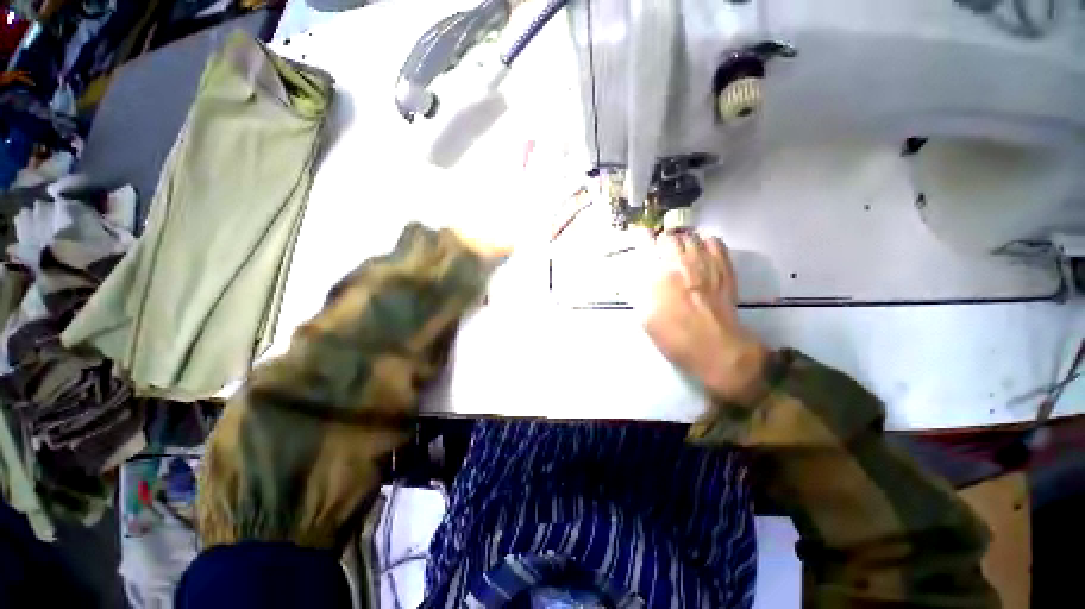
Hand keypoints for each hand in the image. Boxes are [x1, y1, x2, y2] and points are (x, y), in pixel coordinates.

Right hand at [642, 232, 768, 404]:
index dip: (641, 239)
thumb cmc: (674, 336)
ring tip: (681, 254)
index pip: (646, 243)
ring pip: (691, 236)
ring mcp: (705, 262)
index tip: (640, 241)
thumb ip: (639, 291)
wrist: (715, 347)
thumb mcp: (644, 316)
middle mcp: (680, 262)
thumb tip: (638, 277)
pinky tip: (701, 254)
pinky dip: (705, 242)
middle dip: (662, 244)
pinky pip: (714, 241)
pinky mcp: (724, 266)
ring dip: (682, 242)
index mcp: (657, 275)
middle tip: (661, 255)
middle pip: (669, 237)